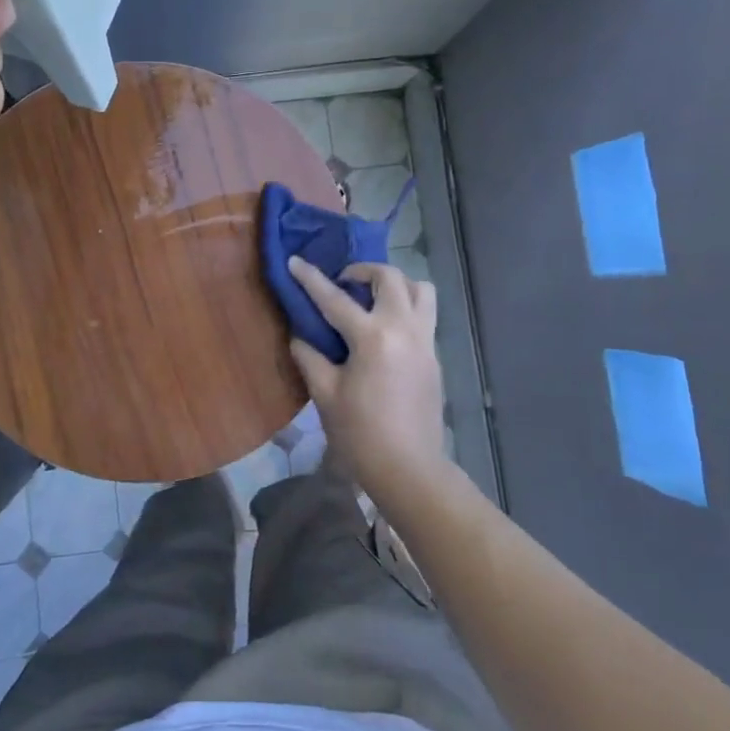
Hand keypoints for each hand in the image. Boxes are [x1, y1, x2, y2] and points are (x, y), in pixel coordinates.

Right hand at [287, 258, 447, 497]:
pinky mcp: (435, 357)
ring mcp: (425, 341)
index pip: (335, 299)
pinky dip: (406, 308)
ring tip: (373, 299)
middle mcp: (404, 329)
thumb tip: (300, 335)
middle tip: (343, 283)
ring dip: (395, 284)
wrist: (409, 469)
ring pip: (420, 290)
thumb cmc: (360, 434)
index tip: (294, 261)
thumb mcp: (325, 395)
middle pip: (390, 278)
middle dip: (363, 271)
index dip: (310, 279)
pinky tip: (385, 331)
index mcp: (373, 338)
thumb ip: (310, 357)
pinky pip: (425, 315)